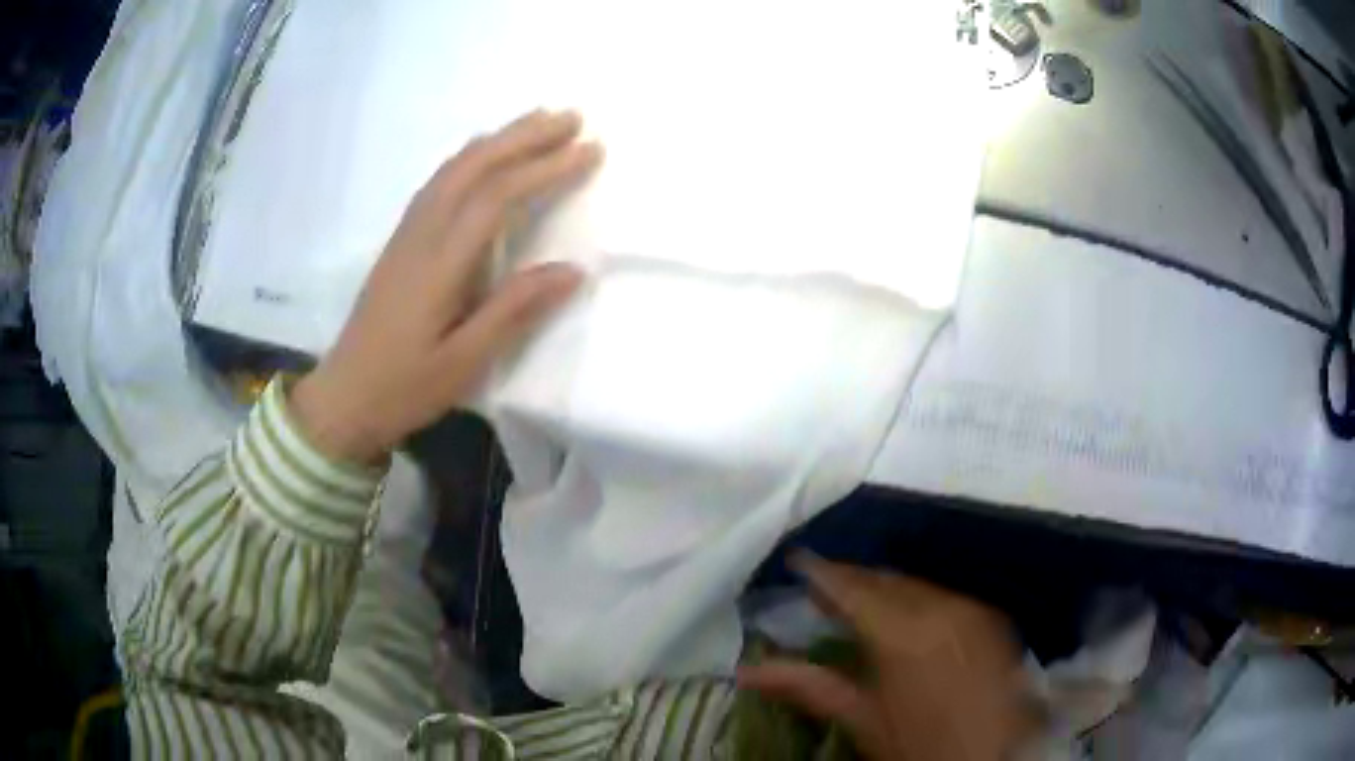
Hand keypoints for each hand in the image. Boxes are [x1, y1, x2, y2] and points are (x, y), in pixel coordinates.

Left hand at [290, 110, 601, 463]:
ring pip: (453, 168)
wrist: (343, 396)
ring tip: (537, 123)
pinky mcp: (400, 242)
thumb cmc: (404, 387)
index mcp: (440, 264)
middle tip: (571, 118)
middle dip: (524, 137)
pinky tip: (484, 155)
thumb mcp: (464, 362)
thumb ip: (515, 311)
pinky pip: (438, 182)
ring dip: (497, 139)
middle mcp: (422, 235)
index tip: (590, 151)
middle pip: (474, 167)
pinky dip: (470, 157)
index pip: (498, 197)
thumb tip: (572, 270)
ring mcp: (407, 234)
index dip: (545, 169)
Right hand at [739, 555, 1037, 760]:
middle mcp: (939, 607)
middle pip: (887, 579)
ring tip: (859, 598)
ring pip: (917, 584)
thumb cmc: (919, 746)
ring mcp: (970, 609)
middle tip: (823, 584)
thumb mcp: (862, 721)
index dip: (822, 573)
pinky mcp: (990, 617)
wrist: (997, 754)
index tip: (796, 560)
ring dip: (885, 586)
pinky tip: (906, 613)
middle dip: (853, 578)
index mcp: (901, 632)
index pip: (852, 588)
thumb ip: (808, 687)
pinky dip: (916, 597)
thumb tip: (747, 671)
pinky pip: (943, 595)